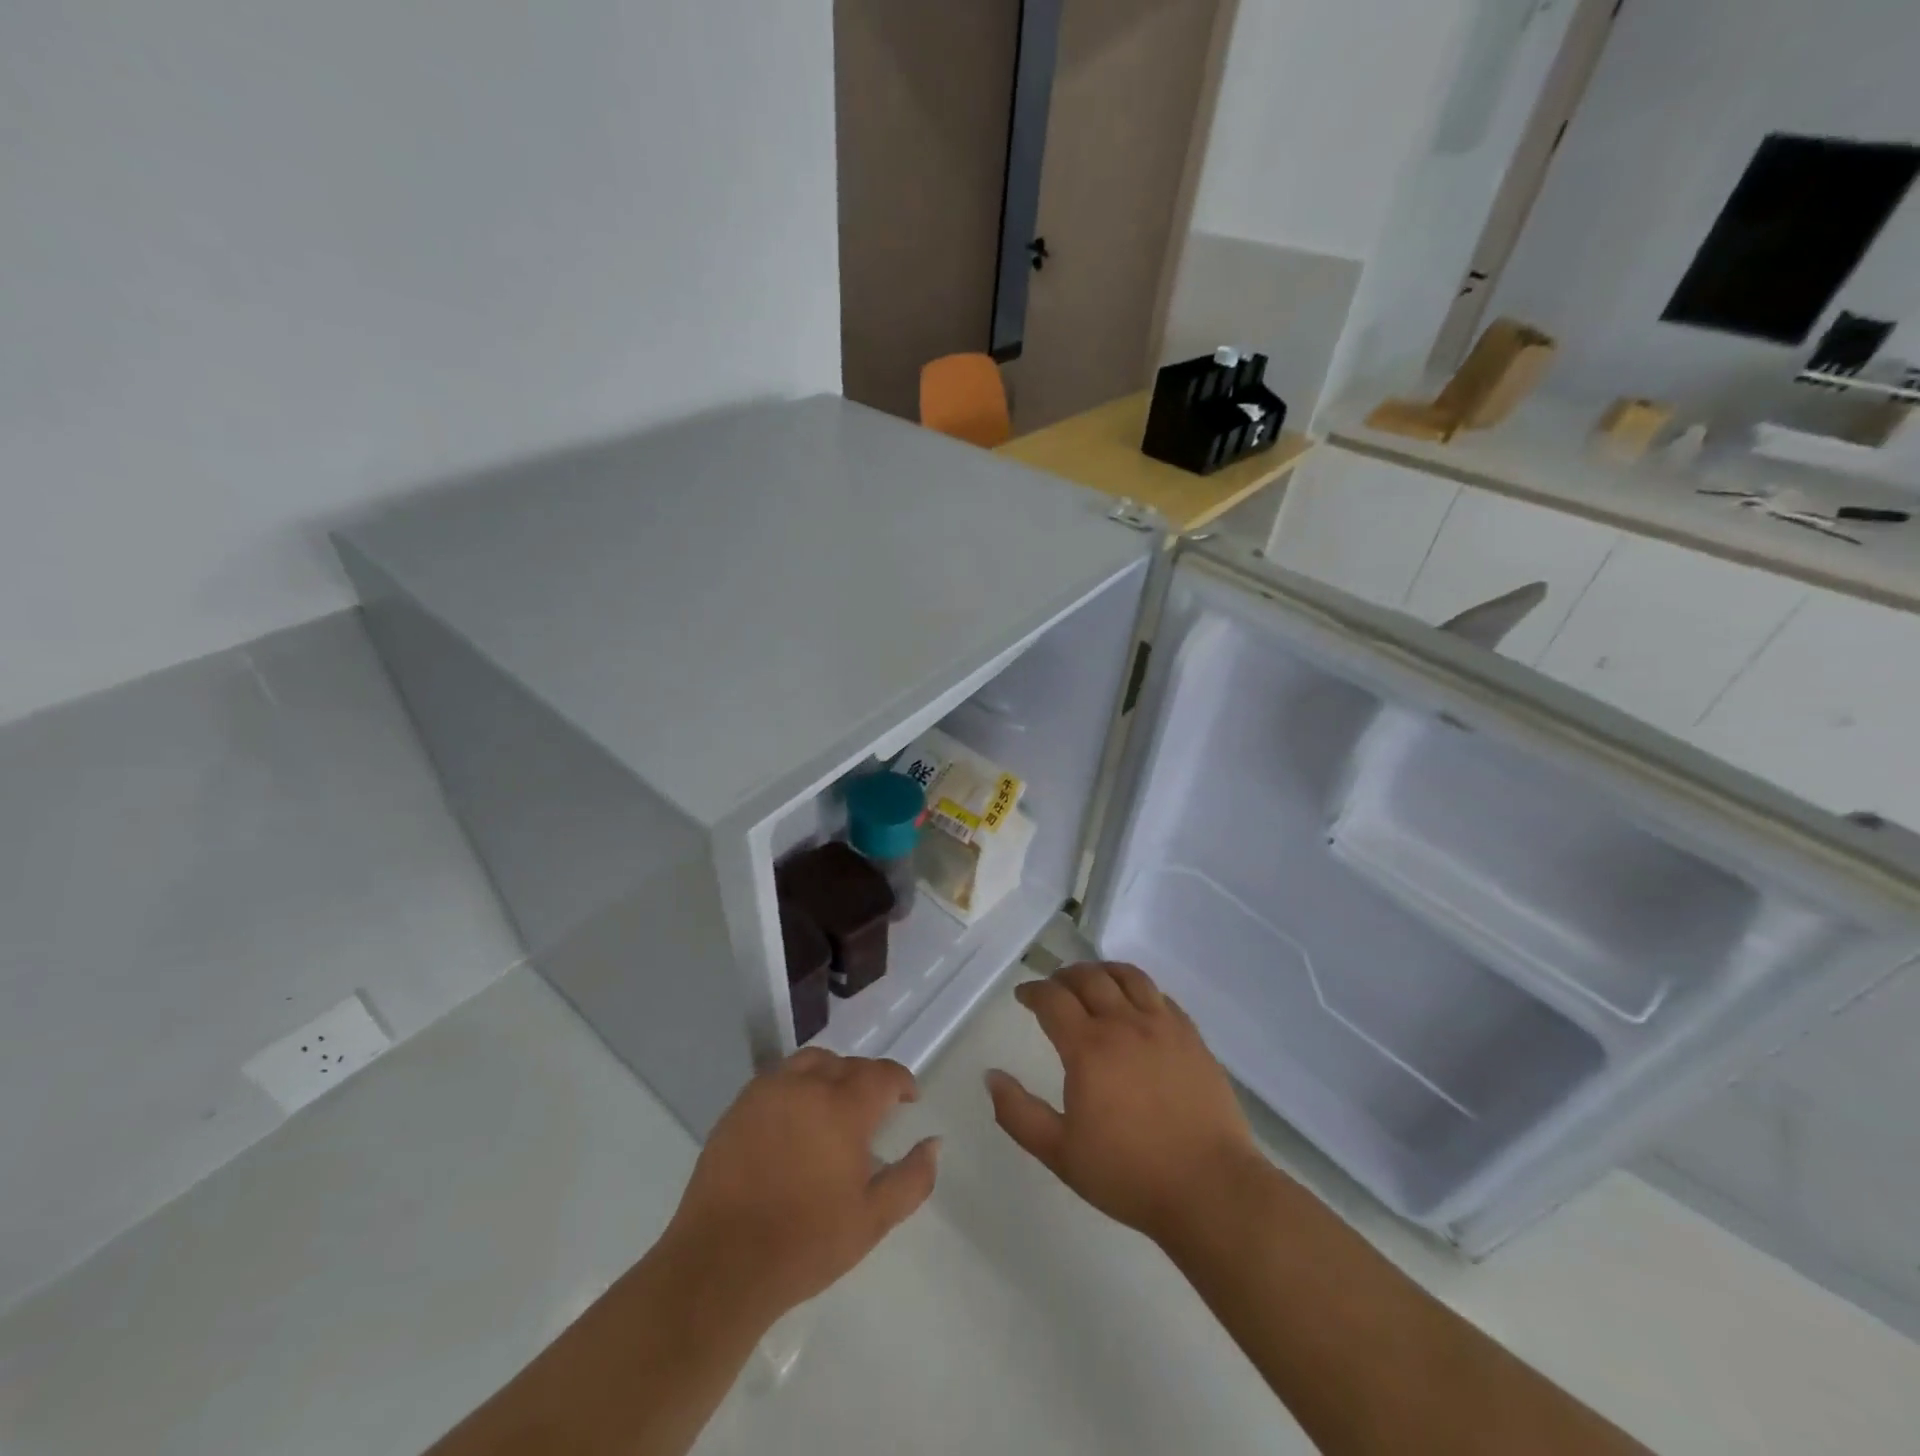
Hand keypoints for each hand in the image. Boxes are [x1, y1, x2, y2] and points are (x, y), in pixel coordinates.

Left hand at [661, 1049, 938, 1326]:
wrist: (721, 1265)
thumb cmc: (806, 1243)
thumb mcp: (873, 1220)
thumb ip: (912, 1178)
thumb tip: (934, 1143)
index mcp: (843, 1107)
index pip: (882, 1074)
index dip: (901, 1081)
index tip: (909, 1098)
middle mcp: (806, 1085)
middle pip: (847, 1064)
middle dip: (867, 1080)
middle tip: (874, 1109)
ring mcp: (768, 1092)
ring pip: (810, 1063)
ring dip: (830, 1074)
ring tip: (834, 1104)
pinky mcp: (738, 1107)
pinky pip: (777, 1079)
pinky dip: (796, 1086)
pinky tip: (795, 1119)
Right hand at [986, 963, 1261, 1246]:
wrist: (1210, 1188)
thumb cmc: (1129, 1174)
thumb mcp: (1060, 1153)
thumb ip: (1018, 1113)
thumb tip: (991, 1076)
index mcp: (1088, 1047)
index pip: (1052, 999)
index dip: (1033, 991)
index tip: (1023, 996)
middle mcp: (1124, 1024)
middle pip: (1089, 978)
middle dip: (1064, 976)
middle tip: (1053, 986)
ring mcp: (1163, 1026)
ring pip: (1128, 976)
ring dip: (1102, 971)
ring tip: (1092, 981)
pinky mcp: (1192, 1037)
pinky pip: (1160, 995)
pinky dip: (1138, 988)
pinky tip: (1135, 1003)